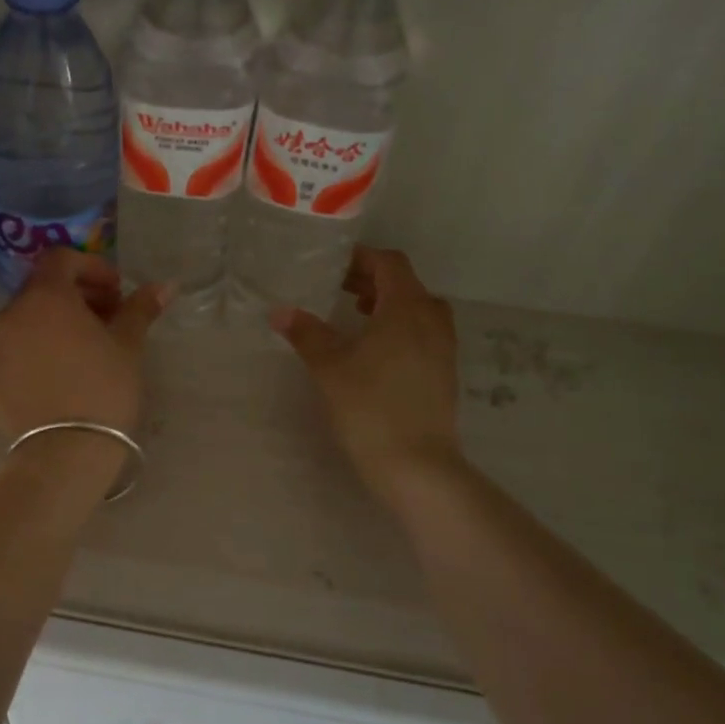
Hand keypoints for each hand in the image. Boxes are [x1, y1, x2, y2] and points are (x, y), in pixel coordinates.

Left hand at [0, 250, 171, 441]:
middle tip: (103, 323)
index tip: (114, 293)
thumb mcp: (128, 345)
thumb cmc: (104, 388)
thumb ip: (140, 309)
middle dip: (73, 300)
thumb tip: (165, 285)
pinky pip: (8, 361)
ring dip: (49, 330)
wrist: (65, 454)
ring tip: (78, 357)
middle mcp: (9, 316)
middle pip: (40, 293)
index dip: (91, 268)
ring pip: (22, 327)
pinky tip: (53, 386)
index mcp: (45, 297)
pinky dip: (30, 362)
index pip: (61, 260)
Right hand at [271, 246, 462, 506]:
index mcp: (406, 308)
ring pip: (417, 309)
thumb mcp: (329, 366)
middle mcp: (432, 319)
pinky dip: (400, 327)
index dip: (362, 258)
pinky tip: (374, 349)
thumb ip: (306, 333)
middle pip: (405, 283)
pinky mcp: (444, 372)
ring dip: (388, 303)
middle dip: (372, 279)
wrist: (416, 465)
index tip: (333, 264)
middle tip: (338, 287)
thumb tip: (280, 311)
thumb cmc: (369, 406)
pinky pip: (423, 332)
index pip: (389, 263)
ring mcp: (443, 347)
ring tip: (356, 315)